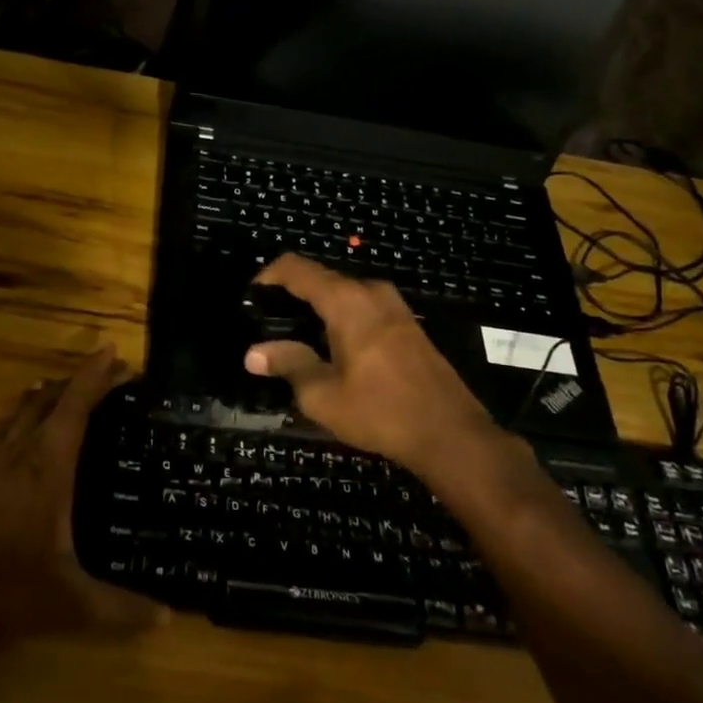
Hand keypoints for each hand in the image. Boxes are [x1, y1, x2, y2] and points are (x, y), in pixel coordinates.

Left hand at [0, 346, 163, 647]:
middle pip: (48, 399)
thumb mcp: (71, 605)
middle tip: (103, 375)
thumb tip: (167, 617)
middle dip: (77, 381)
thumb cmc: (5, 592)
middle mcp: (17, 453)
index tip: (114, 353)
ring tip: (63, 391)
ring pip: (20, 412)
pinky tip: (19, 435)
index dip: (96, 376)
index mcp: (47, 467)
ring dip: (46, 396)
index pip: (76, 406)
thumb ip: (120, 609)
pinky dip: (19, 420)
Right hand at [244, 255, 498, 474]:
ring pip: (343, 293)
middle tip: (268, 324)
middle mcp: (371, 292)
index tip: (250, 297)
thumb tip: (253, 354)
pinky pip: (363, 307)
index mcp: (347, 301)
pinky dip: (341, 317)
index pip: (296, 268)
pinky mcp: (407, 324)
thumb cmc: (381, 412)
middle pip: (321, 278)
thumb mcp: (324, 395)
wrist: (451, 434)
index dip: (268, 276)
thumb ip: (288, 365)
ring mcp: (394, 306)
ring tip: (296, 338)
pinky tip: (332, 348)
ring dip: (318, 307)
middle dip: (291, 294)